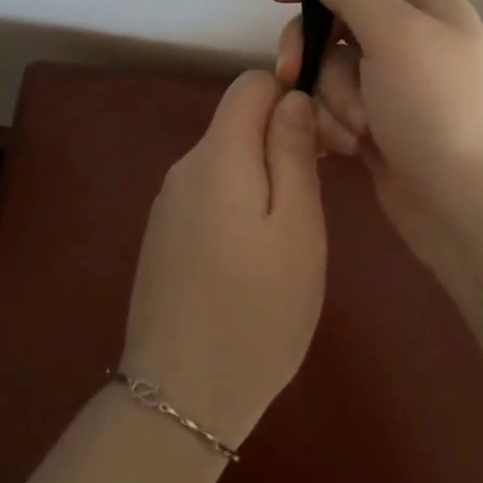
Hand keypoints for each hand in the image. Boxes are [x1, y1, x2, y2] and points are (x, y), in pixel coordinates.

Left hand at [120, 71, 326, 448]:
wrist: (180, 398)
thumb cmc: (258, 310)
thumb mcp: (297, 226)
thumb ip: (292, 151)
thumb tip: (291, 97)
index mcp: (218, 155)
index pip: (251, 84)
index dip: (289, 96)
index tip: (320, 142)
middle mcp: (185, 167)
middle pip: (237, 121)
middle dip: (279, 140)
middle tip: (313, 197)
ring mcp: (168, 203)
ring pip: (225, 160)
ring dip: (261, 177)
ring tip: (287, 237)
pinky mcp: (163, 235)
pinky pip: (208, 194)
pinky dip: (237, 204)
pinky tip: (251, 259)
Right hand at [264, 0, 482, 276]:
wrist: (473, 209)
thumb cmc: (438, 108)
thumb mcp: (397, 35)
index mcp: (425, 7)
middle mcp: (409, 42)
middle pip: (335, 25)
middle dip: (314, 52)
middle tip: (292, 72)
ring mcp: (393, 89)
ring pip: (329, 72)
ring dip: (331, 99)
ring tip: (355, 130)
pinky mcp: (378, 129)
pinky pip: (334, 110)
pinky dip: (333, 126)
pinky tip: (346, 148)